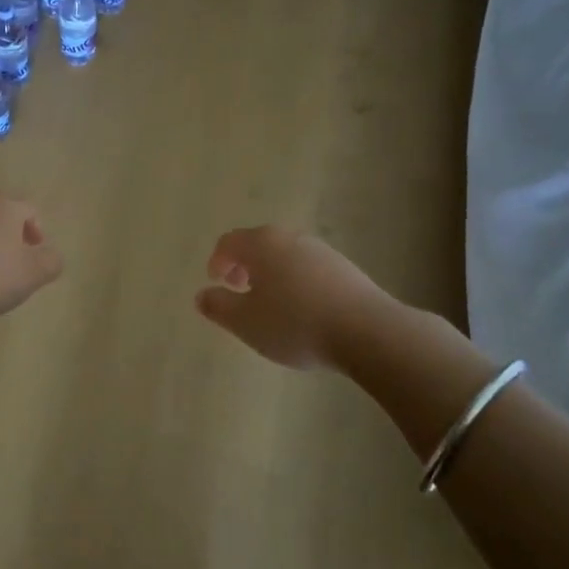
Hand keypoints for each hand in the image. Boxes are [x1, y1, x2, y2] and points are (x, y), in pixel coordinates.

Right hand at [195, 226, 388, 370]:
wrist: (367, 331)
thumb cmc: (295, 324)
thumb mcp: (245, 322)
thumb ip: (218, 307)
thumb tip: (202, 295)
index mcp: (261, 244)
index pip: (229, 242)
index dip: (217, 261)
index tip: (216, 282)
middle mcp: (289, 238)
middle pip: (258, 244)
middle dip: (243, 265)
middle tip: (239, 290)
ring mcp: (320, 250)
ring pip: (284, 255)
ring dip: (270, 273)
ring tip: (270, 304)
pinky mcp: (344, 267)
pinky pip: (307, 268)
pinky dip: (295, 280)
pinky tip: (302, 310)